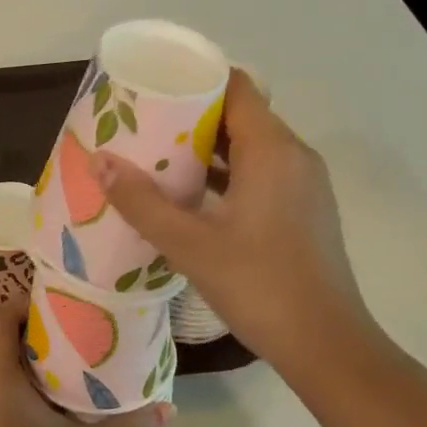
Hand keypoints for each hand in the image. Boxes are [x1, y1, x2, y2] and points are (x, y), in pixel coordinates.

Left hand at [0, 295, 171, 426]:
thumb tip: (168, 409)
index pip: (2, 317)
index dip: (27, 301)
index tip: (65, 300)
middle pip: (8, 342)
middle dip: (44, 332)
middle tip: (86, 329)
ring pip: (10, 373)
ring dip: (41, 366)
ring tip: (84, 364)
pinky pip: (10, 400)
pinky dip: (35, 394)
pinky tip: (69, 409)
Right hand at [93, 70, 388, 381]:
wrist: (327, 347)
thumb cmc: (260, 286)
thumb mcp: (190, 245)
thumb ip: (142, 202)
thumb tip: (99, 161)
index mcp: (273, 150)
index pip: (235, 87)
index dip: (194, 79)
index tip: (152, 85)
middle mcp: (294, 156)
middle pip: (240, 114)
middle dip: (191, 115)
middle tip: (141, 122)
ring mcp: (303, 185)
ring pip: (250, 146)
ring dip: (207, 148)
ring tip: (156, 155)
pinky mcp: (302, 210)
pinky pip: (260, 172)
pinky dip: (226, 174)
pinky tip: (189, 195)